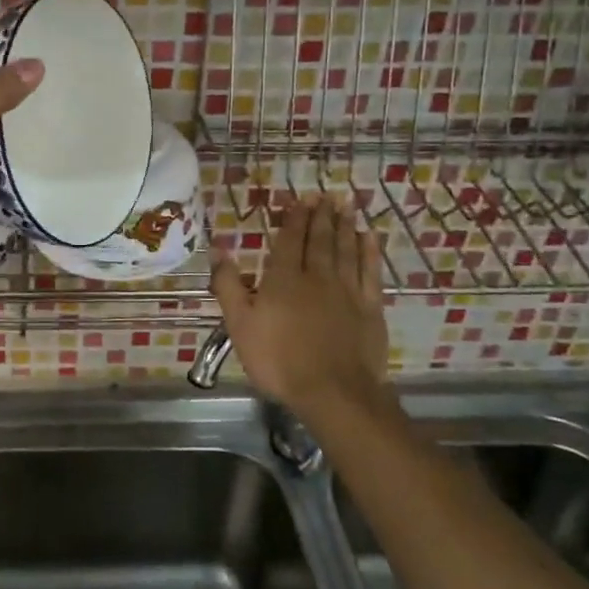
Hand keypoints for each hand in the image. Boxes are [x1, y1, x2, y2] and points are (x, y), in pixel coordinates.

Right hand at [212, 194, 390, 419]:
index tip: (300, 200)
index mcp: (283, 279)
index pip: (289, 240)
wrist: (334, 393)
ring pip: (346, 249)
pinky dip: (370, 252)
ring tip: (345, 206)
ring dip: (345, 226)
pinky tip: (370, 238)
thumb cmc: (278, 360)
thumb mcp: (239, 325)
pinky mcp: (370, 308)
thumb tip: (217, 249)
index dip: (294, 219)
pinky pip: (371, 272)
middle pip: (319, 240)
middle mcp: (317, 276)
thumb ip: (228, 285)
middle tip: (325, 196)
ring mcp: (347, 291)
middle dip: (320, 216)